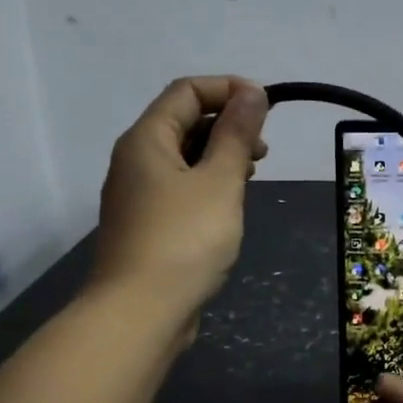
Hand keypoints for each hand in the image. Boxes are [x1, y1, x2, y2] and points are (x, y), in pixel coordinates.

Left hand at [93, 76, 268, 334]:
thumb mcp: (220, 181)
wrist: (140, 313)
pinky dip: (207, 184)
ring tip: (251, 176)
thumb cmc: (184, 240)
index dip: (228, 89)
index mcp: (146, 140)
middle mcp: (135, 160)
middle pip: (183, 122)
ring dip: (220, 156)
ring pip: (183, 158)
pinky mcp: (147, 225)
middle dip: (227, 125)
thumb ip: (237, 134)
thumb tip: (251, 91)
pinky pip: (180, 188)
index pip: (187, 91)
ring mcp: (137, 195)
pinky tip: (228, 205)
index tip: (267, 107)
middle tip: (263, 150)